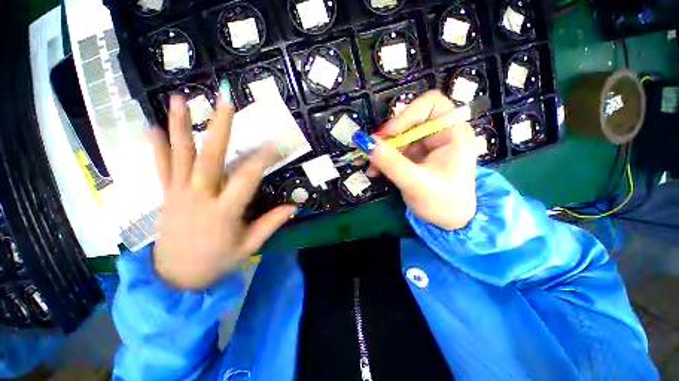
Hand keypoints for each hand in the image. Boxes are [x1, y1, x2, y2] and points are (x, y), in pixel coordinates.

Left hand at [148, 95, 296, 289]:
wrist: (175, 279)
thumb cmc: (217, 263)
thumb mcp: (248, 246)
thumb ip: (271, 224)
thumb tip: (294, 207)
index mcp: (224, 212)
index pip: (247, 178)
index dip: (263, 159)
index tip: (275, 143)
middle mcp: (199, 197)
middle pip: (210, 157)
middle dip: (220, 127)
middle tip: (224, 99)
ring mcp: (178, 195)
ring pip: (180, 156)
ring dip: (182, 126)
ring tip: (181, 99)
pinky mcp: (165, 197)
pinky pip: (160, 169)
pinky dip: (157, 148)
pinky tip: (152, 126)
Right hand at [355, 90, 476, 229]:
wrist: (450, 223)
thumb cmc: (443, 203)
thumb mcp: (415, 183)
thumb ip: (390, 162)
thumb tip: (364, 143)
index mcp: (453, 133)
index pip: (431, 104)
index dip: (407, 114)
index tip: (388, 134)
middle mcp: (440, 134)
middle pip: (409, 120)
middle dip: (388, 137)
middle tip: (371, 152)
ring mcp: (426, 145)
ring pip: (398, 137)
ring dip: (381, 151)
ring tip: (372, 169)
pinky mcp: (415, 157)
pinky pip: (395, 150)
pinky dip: (383, 159)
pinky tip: (375, 170)